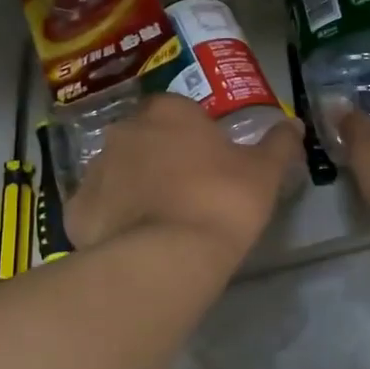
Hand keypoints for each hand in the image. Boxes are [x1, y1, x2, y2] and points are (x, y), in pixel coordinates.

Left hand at [66, 94, 302, 259]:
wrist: (168, 256)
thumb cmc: (221, 201)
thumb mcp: (264, 172)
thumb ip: (278, 144)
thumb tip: (293, 125)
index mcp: (167, 111)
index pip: (179, 111)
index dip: (195, 136)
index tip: (209, 162)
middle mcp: (124, 131)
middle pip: (144, 138)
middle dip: (160, 157)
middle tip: (185, 191)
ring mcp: (94, 169)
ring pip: (117, 171)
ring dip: (133, 186)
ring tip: (158, 220)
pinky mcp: (76, 210)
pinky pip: (97, 208)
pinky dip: (111, 219)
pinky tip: (131, 241)